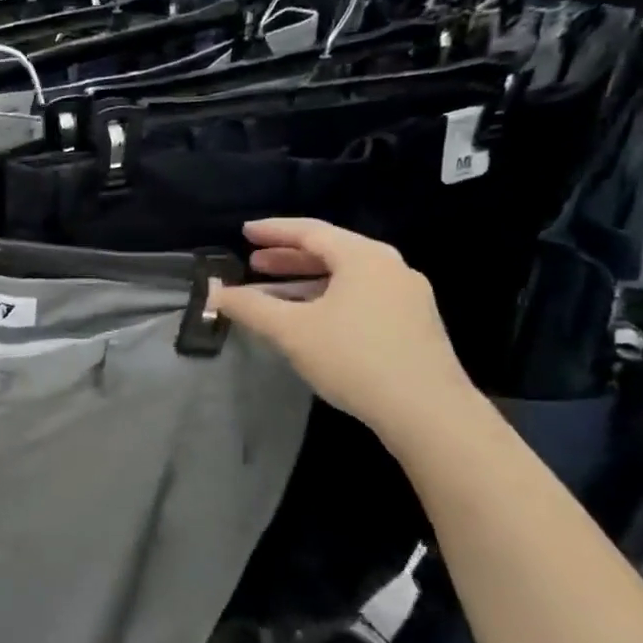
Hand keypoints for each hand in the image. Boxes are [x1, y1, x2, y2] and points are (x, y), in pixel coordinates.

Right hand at [214, 218, 475, 439]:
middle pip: (331, 252)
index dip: (273, 231)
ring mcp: (407, 297)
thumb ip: (250, 307)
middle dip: (288, 259)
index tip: (245, 231)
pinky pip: (361, 299)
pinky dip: (329, 301)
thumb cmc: (354, 357)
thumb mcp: (292, 330)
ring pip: (346, 279)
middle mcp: (390, 268)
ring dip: (306, 283)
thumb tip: (215, 292)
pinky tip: (311, 322)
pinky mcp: (413, 325)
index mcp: (364, 257)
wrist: (428, 411)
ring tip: (273, 295)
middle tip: (254, 263)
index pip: (311, 231)